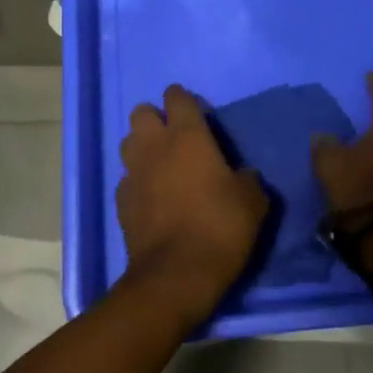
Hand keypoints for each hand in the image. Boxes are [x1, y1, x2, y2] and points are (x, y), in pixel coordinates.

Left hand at [117, 86, 269, 327]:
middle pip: (141, 113)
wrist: (176, 275)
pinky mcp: (121, 202)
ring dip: (142, 147)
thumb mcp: (252, 202)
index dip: (184, 99)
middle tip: (174, 137)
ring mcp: (133, 173)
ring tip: (160, 164)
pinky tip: (151, 198)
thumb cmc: (219, 228)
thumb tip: (242, 175)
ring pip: (128, 142)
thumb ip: (247, 179)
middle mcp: (155, 146)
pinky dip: (137, 182)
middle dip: (155, 118)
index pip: (177, 98)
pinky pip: (126, 179)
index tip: (196, 112)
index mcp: (187, 136)